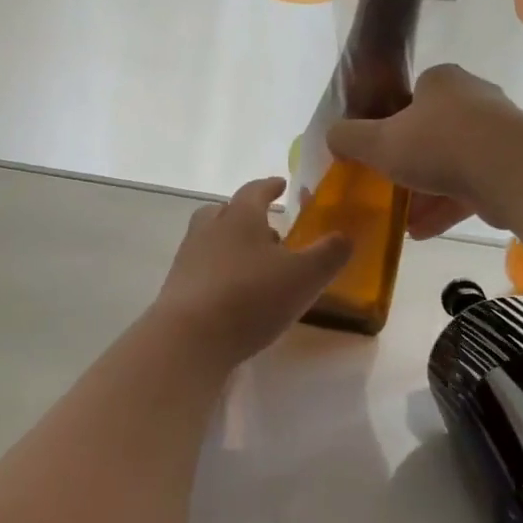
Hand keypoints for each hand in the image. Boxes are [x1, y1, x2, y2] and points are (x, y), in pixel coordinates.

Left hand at [151, 178, 351, 367]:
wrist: (189, 338)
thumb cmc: (251, 298)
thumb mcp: (305, 276)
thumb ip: (329, 254)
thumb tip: (345, 236)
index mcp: (240, 217)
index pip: (255, 191)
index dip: (270, 186)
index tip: (280, 184)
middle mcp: (209, 229)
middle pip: (224, 211)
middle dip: (245, 215)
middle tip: (268, 229)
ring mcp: (188, 258)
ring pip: (210, 239)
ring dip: (231, 244)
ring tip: (254, 265)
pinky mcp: (177, 288)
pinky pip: (201, 269)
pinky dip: (218, 272)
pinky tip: (234, 294)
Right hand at [327, 64, 522, 239]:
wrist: (512, 172)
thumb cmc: (438, 145)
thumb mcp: (378, 142)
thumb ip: (349, 138)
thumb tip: (333, 137)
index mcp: (442, 82)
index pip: (411, 96)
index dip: (390, 123)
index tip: (378, 150)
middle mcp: (473, 100)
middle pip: (431, 133)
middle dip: (408, 164)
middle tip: (387, 187)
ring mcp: (498, 134)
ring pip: (451, 164)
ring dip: (425, 192)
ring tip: (402, 219)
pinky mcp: (513, 166)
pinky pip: (471, 186)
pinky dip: (446, 207)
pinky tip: (422, 231)